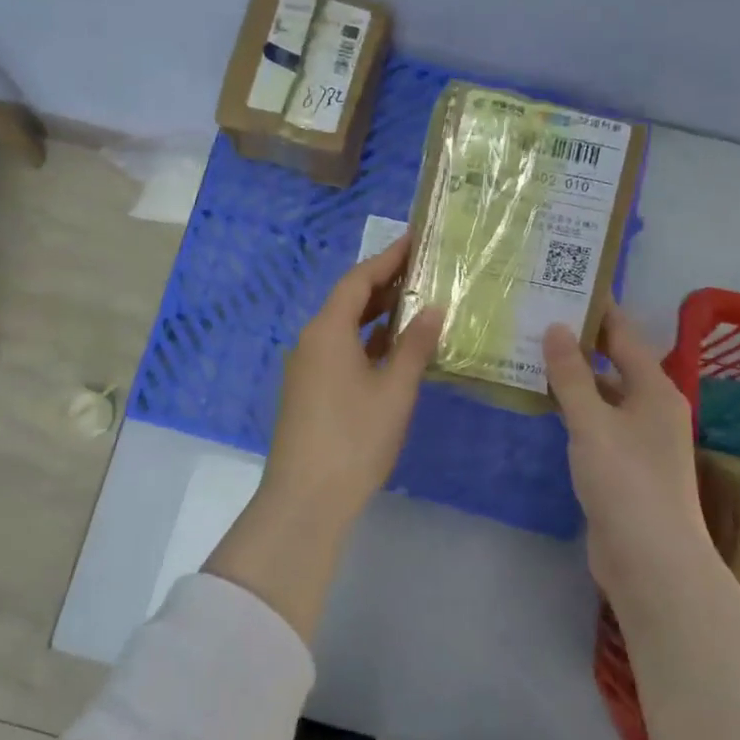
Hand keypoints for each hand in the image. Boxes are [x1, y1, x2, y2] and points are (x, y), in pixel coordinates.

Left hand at [259, 237, 443, 526]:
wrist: (305, 498)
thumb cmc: (354, 438)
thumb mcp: (394, 391)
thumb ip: (415, 346)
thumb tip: (433, 309)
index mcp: (327, 330)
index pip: (358, 280)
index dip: (387, 258)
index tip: (415, 240)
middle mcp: (312, 340)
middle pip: (349, 300)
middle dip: (385, 284)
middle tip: (425, 270)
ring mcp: (308, 367)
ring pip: (346, 327)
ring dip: (378, 315)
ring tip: (418, 303)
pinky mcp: (311, 390)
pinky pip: (341, 350)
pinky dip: (368, 342)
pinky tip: (396, 348)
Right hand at [544, 308, 712, 595]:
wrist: (651, 560)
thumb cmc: (626, 481)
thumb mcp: (593, 422)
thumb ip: (572, 375)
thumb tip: (557, 327)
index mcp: (655, 389)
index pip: (624, 335)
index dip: (598, 309)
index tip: (567, 284)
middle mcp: (652, 408)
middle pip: (614, 363)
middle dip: (580, 341)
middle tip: (537, 316)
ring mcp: (639, 440)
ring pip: (602, 396)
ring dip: (573, 377)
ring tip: (531, 352)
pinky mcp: (623, 466)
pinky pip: (596, 424)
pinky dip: (573, 409)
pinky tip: (543, 403)